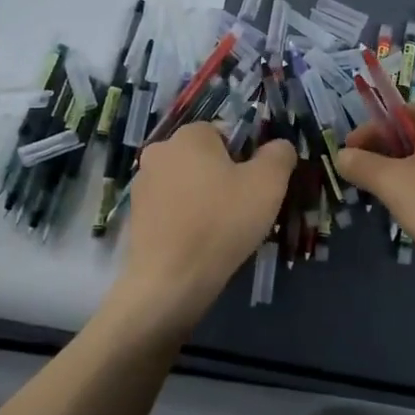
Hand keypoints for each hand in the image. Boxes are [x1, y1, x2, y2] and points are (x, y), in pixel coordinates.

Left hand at [117, 124, 294, 328]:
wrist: (171, 280)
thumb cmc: (222, 222)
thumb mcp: (268, 184)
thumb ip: (279, 155)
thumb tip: (279, 146)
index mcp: (189, 135)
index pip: (225, 133)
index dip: (245, 158)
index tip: (254, 186)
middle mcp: (160, 151)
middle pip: (204, 158)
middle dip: (223, 177)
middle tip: (242, 208)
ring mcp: (142, 184)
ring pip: (187, 183)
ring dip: (203, 197)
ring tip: (221, 229)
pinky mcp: (136, 215)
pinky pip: (170, 207)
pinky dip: (185, 218)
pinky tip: (198, 242)